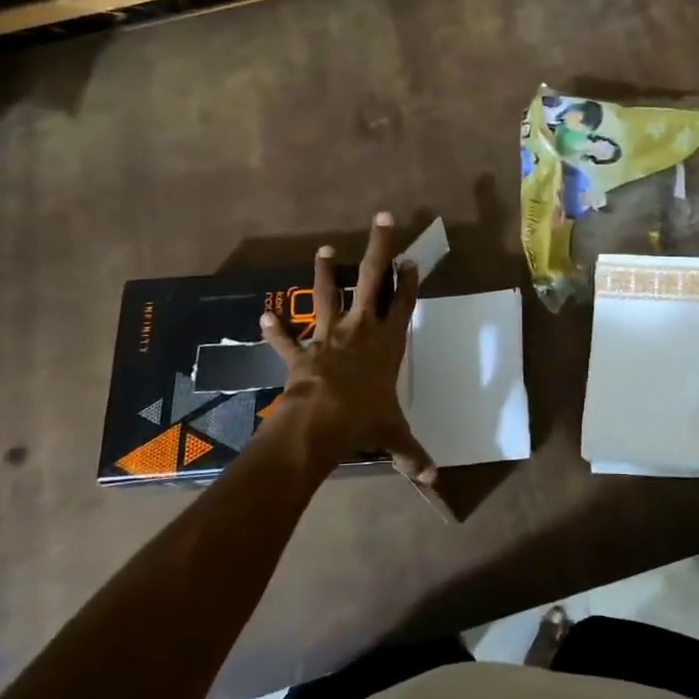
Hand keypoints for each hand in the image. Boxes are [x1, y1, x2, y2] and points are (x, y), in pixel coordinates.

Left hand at [259, 212, 433, 484]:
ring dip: (323, 272)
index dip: (409, 282)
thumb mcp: (395, 437)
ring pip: (327, 295)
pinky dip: (275, 328)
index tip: (411, 260)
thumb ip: (414, 455)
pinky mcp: (301, 352)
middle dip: (379, 248)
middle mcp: (361, 330)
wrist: (321, 421)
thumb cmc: (365, 420)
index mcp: (388, 344)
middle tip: (382, 219)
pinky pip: (286, 338)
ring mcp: (329, 336)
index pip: (403, 305)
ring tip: (322, 248)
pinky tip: (264, 314)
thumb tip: (435, 479)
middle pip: (371, 280)